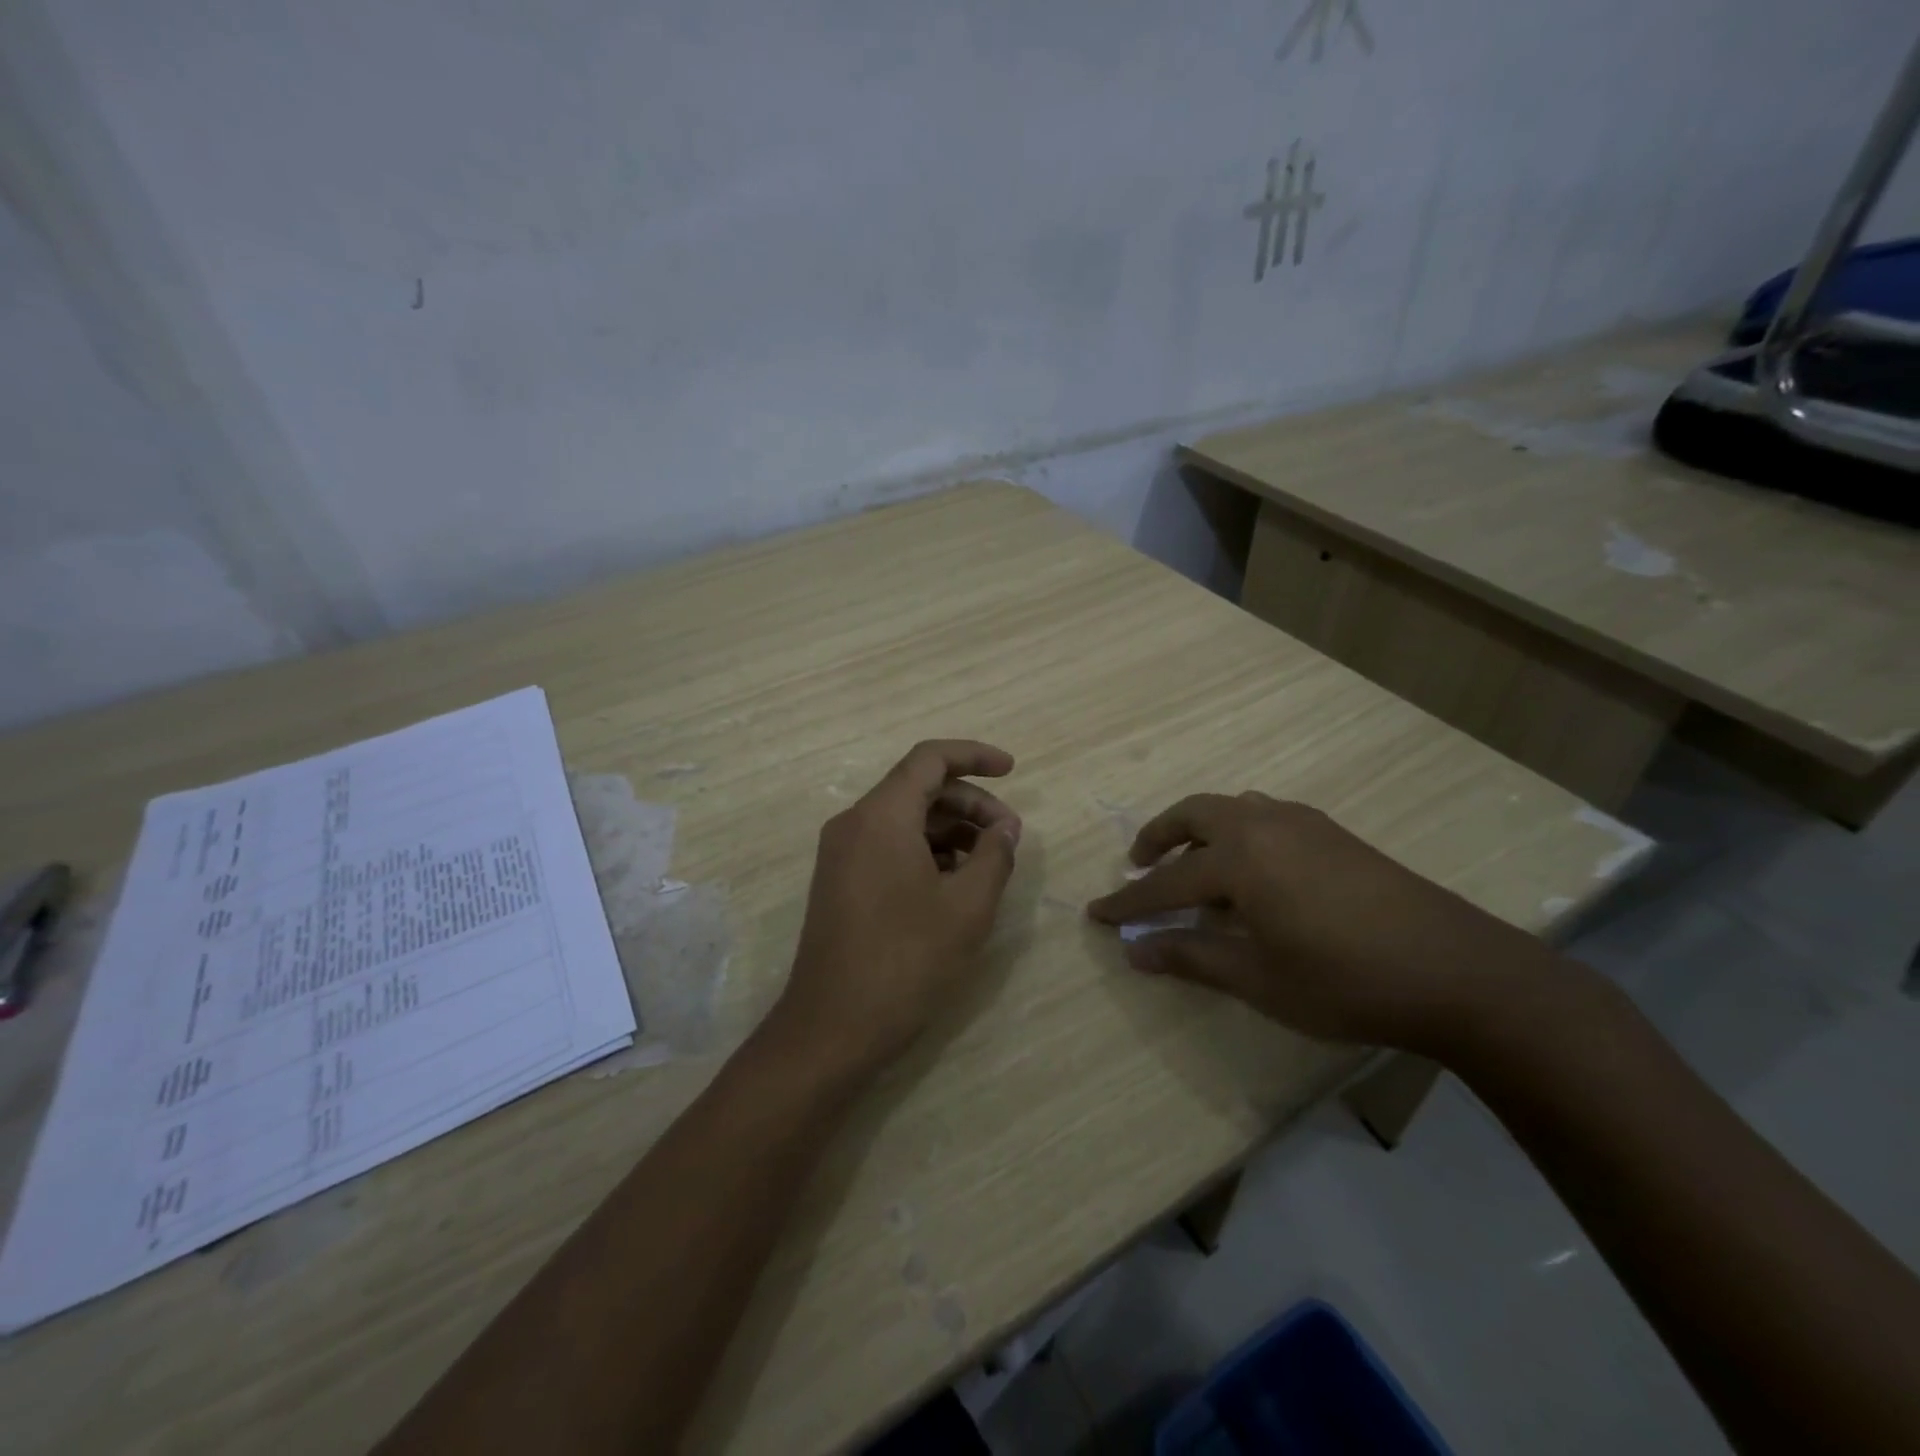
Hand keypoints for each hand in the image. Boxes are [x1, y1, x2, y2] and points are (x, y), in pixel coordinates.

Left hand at [770, 740, 1021, 1078]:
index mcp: (881, 816)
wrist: (832, 1028)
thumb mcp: (967, 907)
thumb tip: (1005, 827)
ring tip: (988, 863)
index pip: (930, 759)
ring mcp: (841, 853)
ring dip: (950, 829)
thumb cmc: (906, 961)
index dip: (974, 756)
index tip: (1012, 770)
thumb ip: (994, 855)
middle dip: (970, 803)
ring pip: (904, 819)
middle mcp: (854, 823)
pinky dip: (926, 850)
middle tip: (1009, 835)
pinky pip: (888, 845)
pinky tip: (954, 883)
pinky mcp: (839, 881)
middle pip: (918, 788)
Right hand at [1085, 792, 1556, 1055]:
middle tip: (1139, 863)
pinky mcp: (1333, 833)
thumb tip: (1135, 952)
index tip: (1097, 913)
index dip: (1129, 902)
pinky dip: (1238, 831)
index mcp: (1240, 858)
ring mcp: (1303, 823)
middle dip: (1158, 837)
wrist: (1457, 970)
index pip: (1167, 881)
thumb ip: (1192, 957)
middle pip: (1194, 815)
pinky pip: (1266, 815)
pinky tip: (1253, 869)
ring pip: (1232, 808)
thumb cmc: (1346, 980)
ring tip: (1193, 863)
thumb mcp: (1259, 978)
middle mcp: (1264, 824)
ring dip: (1200, 829)